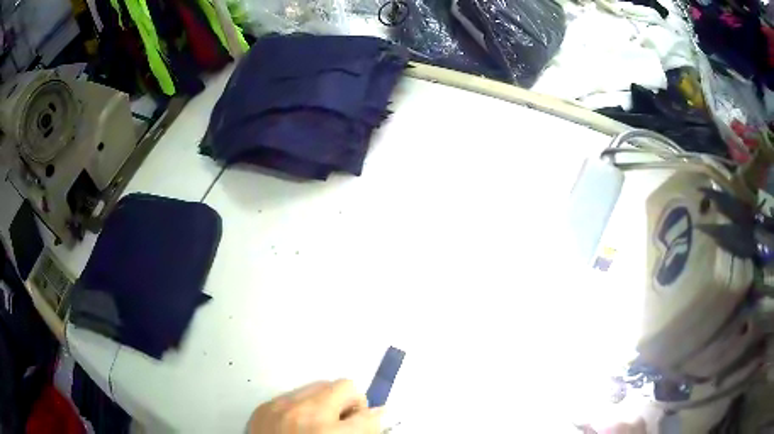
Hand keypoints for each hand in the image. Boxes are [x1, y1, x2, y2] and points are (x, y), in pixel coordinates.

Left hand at [248, 379, 382, 433]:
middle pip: (344, 386)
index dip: (372, 420)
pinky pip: (294, 393)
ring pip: (318, 385)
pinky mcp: (264, 407)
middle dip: (349, 403)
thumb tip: (376, 417)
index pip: (369, 415)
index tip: (368, 423)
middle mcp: (304, 414)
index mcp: (329, 433)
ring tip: (319, 423)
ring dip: (325, 402)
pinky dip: (302, 406)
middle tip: (343, 422)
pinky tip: (298, 425)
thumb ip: (361, 432)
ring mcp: (280, 407)